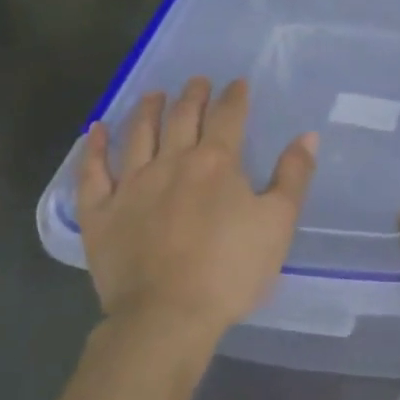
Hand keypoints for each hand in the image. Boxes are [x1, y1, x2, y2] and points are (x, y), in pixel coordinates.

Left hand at [74, 78, 318, 346]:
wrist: (166, 317)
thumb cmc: (230, 270)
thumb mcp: (278, 223)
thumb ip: (294, 176)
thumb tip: (307, 135)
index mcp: (216, 162)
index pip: (228, 116)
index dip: (234, 96)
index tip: (237, 83)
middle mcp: (172, 162)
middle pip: (182, 117)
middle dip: (193, 95)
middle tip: (198, 81)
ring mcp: (131, 185)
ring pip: (138, 134)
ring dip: (147, 110)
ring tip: (154, 95)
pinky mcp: (100, 212)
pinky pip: (92, 172)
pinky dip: (94, 148)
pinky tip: (97, 130)